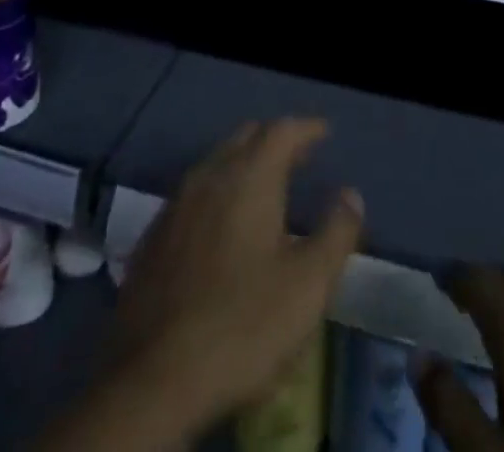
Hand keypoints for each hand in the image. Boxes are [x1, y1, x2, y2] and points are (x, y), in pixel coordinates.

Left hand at [107, 118, 364, 434]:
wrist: (153, 377)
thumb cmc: (243, 324)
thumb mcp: (308, 285)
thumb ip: (335, 233)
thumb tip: (351, 194)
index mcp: (250, 176)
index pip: (282, 130)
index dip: (307, 127)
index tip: (325, 132)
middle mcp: (210, 174)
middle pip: (247, 137)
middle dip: (275, 140)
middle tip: (300, 156)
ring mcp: (177, 202)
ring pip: (217, 162)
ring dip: (245, 163)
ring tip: (267, 186)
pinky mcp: (155, 234)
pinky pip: (195, 192)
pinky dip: (219, 190)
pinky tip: (224, 223)